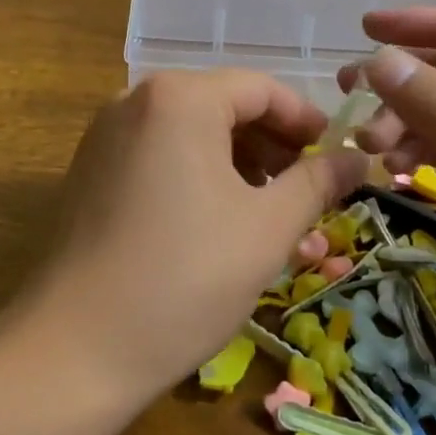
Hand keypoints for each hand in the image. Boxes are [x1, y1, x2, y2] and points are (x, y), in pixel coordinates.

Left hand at [16, 72, 369, 396]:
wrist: (77, 346)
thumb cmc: (186, 277)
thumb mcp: (267, 228)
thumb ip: (317, 182)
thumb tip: (358, 158)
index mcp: (179, 98)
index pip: (259, 88)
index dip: (305, 120)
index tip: (336, 155)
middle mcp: (136, 99)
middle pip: (222, 105)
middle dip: (271, 145)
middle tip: (307, 190)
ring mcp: (106, 133)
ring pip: (190, 132)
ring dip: (237, 163)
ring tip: (269, 212)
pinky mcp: (90, 168)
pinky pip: (158, 153)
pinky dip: (196, 173)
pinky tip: (217, 219)